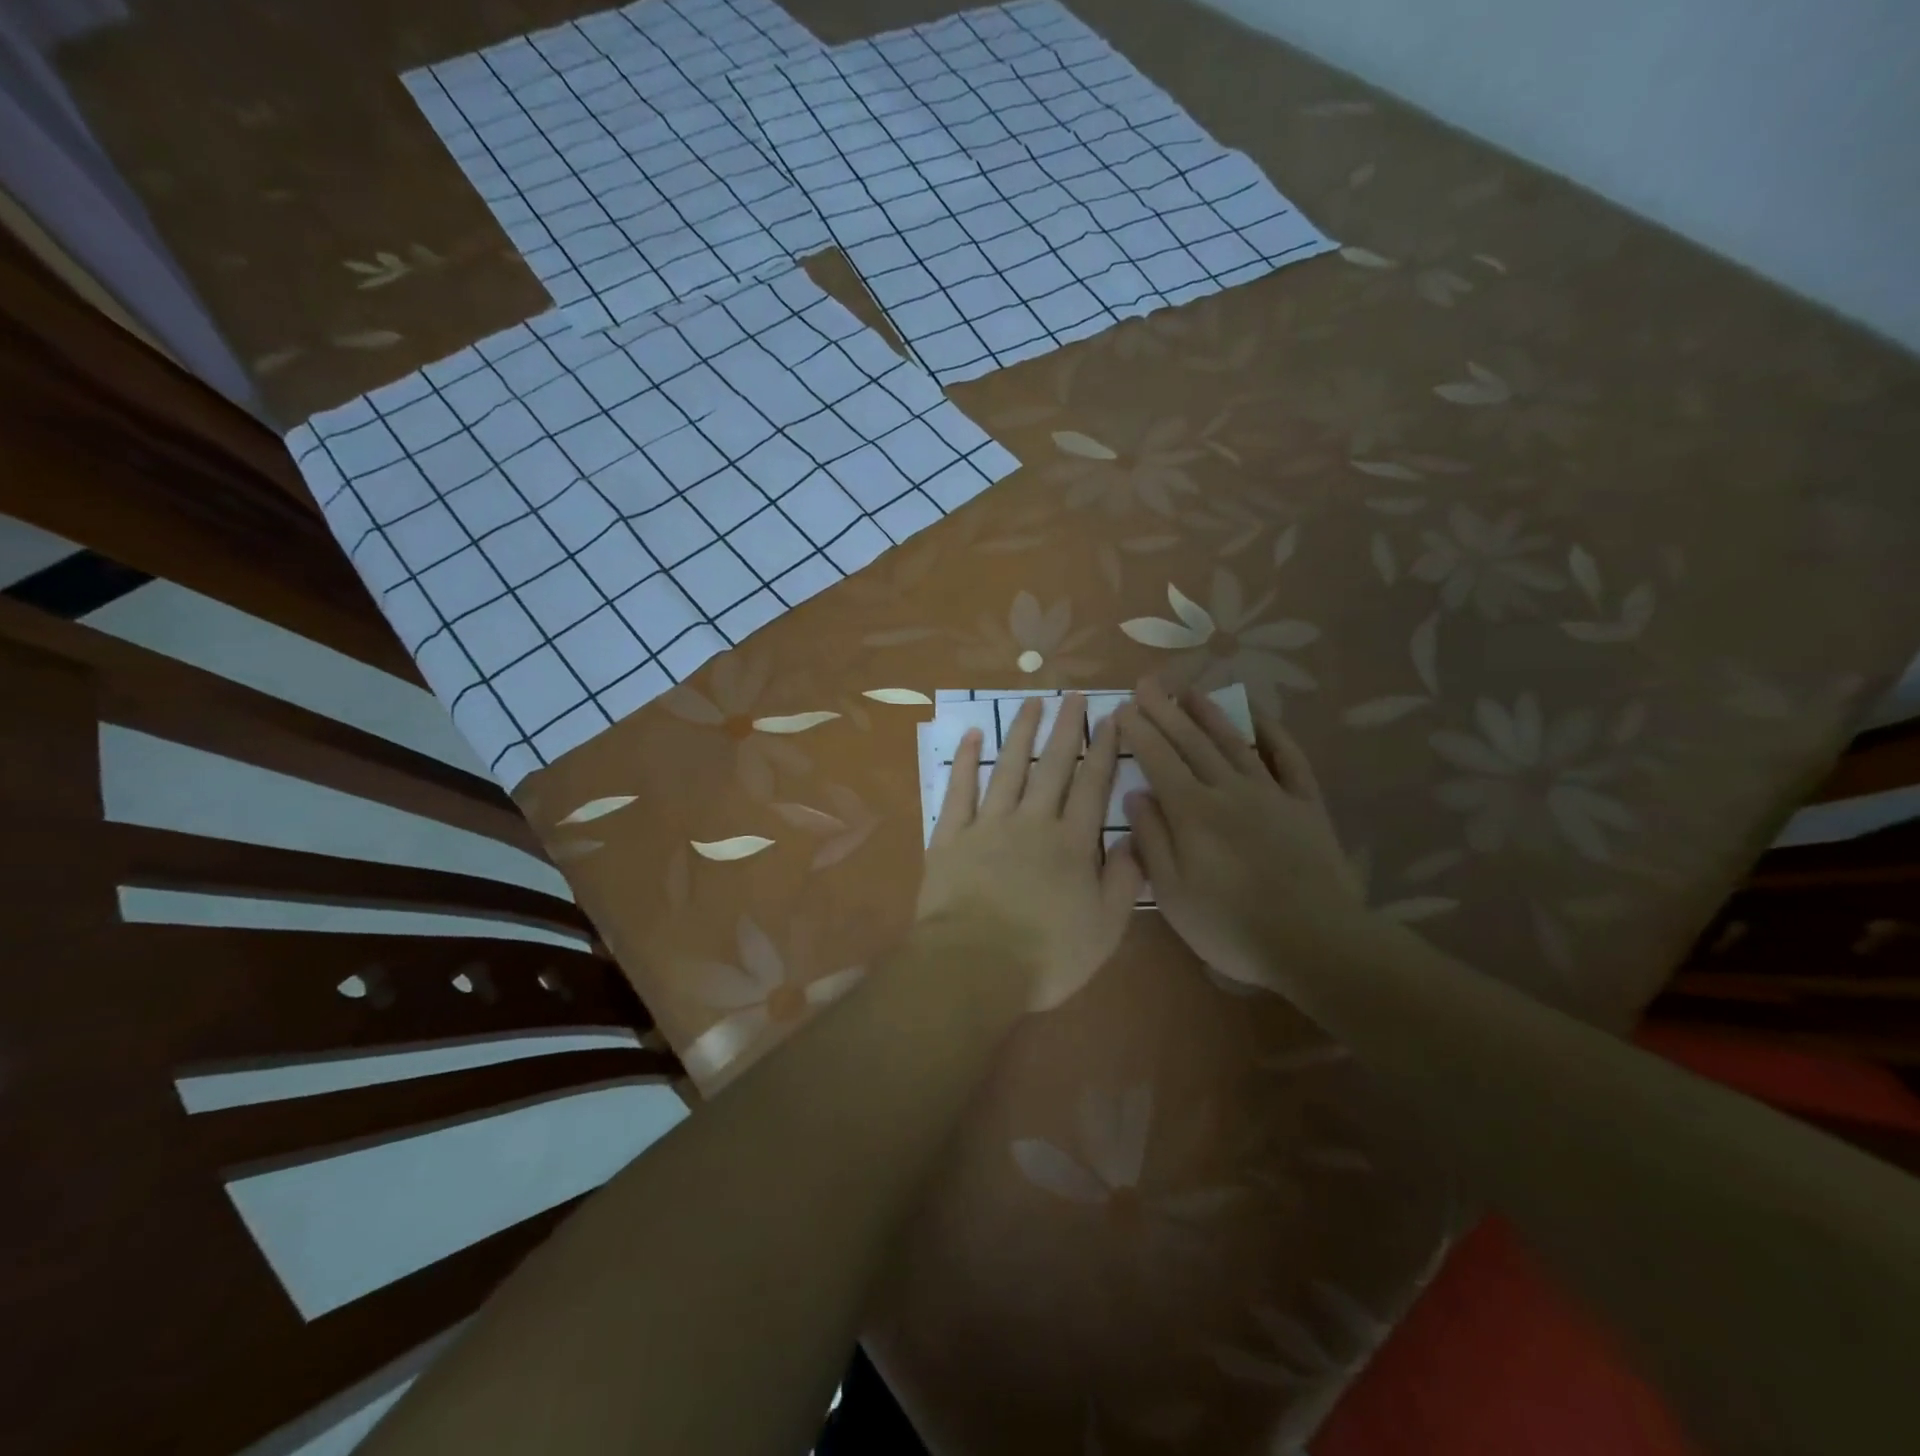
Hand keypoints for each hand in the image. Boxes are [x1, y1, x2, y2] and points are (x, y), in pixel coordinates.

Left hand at [916, 694, 1142, 1010]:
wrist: (974, 966)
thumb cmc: (1046, 956)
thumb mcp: (1105, 928)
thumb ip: (1125, 880)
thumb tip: (1135, 838)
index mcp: (1072, 844)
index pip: (1093, 785)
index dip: (1104, 750)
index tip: (1111, 718)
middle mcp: (1033, 822)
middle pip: (1053, 766)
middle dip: (1066, 728)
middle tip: (1073, 696)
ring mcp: (988, 825)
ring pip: (1008, 767)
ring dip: (1021, 732)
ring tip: (1032, 703)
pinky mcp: (951, 836)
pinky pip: (959, 789)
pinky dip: (966, 760)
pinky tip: (973, 735)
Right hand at [1118, 679, 1363, 991]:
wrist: (1316, 943)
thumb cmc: (1231, 927)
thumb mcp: (1173, 894)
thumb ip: (1153, 840)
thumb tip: (1137, 794)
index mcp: (1192, 813)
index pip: (1158, 760)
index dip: (1139, 731)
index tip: (1123, 708)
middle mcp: (1228, 791)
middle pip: (1192, 742)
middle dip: (1166, 710)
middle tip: (1147, 683)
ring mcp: (1271, 794)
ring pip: (1234, 742)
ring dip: (1210, 713)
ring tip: (1190, 690)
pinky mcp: (1305, 805)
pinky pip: (1289, 759)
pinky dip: (1273, 734)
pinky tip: (1259, 717)